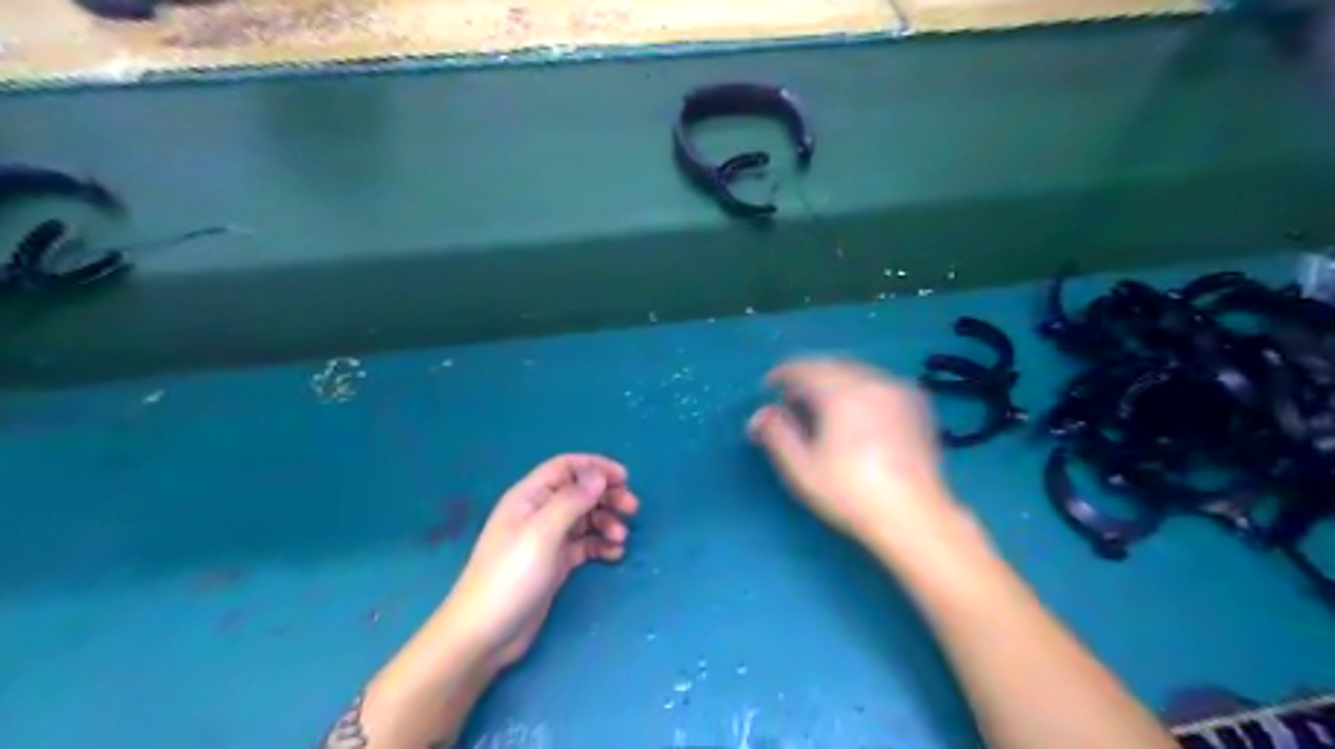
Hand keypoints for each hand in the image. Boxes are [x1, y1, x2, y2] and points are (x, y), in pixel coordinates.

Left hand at [437, 453, 638, 668]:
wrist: (485, 634)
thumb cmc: (511, 576)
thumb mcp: (542, 533)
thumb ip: (572, 501)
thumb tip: (598, 475)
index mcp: (529, 497)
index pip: (565, 467)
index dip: (595, 467)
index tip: (624, 478)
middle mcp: (539, 513)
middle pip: (580, 492)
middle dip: (607, 496)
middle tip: (632, 509)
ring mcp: (547, 539)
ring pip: (585, 518)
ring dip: (607, 522)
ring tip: (621, 538)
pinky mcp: (554, 564)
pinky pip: (584, 545)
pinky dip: (601, 545)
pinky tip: (614, 554)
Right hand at [749, 357, 959, 543]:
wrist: (915, 516)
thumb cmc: (850, 493)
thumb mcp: (801, 468)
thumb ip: (777, 434)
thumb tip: (761, 413)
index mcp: (842, 392)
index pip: (804, 367)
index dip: (782, 374)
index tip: (768, 387)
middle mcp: (873, 381)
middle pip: (832, 365)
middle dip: (808, 378)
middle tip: (793, 402)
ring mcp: (900, 390)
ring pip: (858, 372)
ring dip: (835, 382)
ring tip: (823, 410)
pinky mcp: (918, 405)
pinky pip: (880, 383)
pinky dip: (861, 390)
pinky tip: (857, 415)